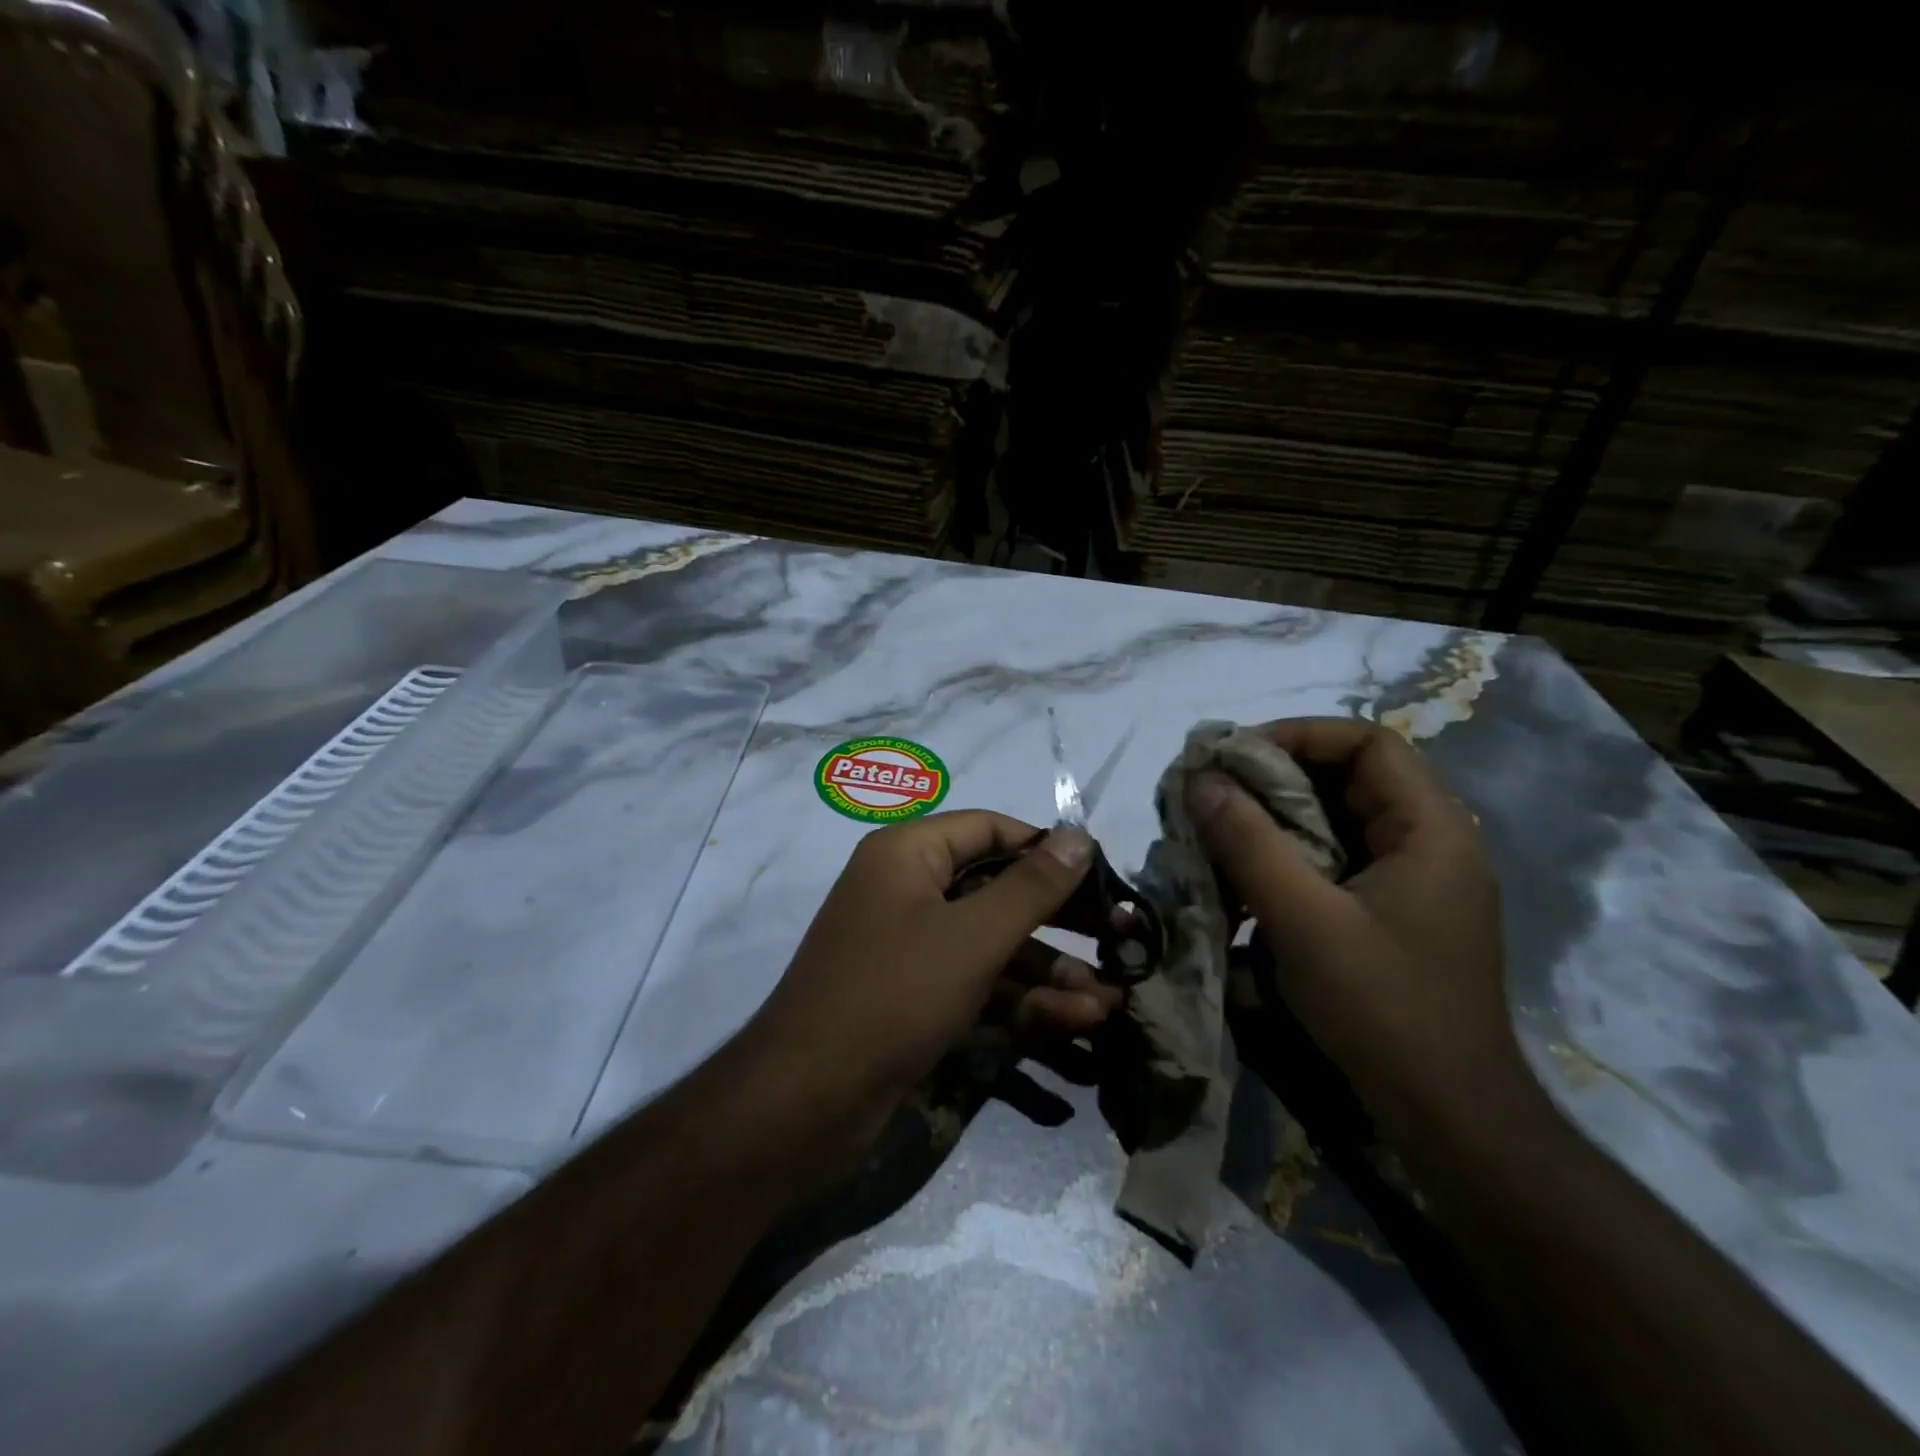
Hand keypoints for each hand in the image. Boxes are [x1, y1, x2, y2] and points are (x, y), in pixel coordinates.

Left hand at [734, 811, 1120, 1167]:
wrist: (805, 1102)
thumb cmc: (893, 995)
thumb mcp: (972, 936)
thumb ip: (1032, 886)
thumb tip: (1079, 836)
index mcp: (909, 854)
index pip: (991, 829)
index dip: (1048, 849)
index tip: (1103, 877)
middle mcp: (908, 890)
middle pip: (998, 889)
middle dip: (1060, 920)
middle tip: (1121, 941)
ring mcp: (911, 946)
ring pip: (993, 944)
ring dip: (1049, 972)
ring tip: (1111, 1002)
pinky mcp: (915, 997)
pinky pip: (977, 983)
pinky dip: (1020, 1001)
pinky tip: (1073, 1024)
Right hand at [1187, 718, 1528, 1138]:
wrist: (1448, 1118)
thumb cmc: (1383, 1008)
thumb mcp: (1303, 920)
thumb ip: (1248, 842)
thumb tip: (1198, 778)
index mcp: (1432, 830)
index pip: (1367, 742)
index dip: (1298, 735)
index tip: (1234, 757)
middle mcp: (1430, 844)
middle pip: (1348, 779)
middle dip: (1275, 779)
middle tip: (1213, 794)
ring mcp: (1414, 882)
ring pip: (1336, 822)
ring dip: (1275, 821)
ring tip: (1218, 833)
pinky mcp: (1393, 915)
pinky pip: (1335, 863)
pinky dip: (1288, 860)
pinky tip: (1245, 883)